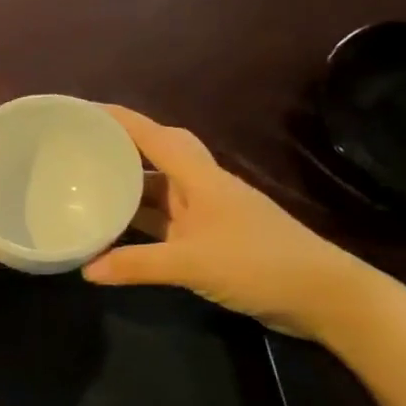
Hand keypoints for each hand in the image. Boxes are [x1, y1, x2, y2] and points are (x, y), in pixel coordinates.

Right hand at [83, 106, 370, 337]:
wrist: (321, 294)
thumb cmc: (258, 264)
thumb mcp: (191, 263)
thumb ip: (136, 265)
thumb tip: (85, 270)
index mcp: (200, 178)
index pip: (154, 137)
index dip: (120, 120)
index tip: (84, 111)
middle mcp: (202, 188)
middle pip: (159, 154)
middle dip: (124, 147)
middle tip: (84, 150)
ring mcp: (208, 213)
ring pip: (160, 190)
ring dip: (129, 188)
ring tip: (88, 187)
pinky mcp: (211, 238)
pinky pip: (166, 220)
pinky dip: (141, 222)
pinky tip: (117, 232)